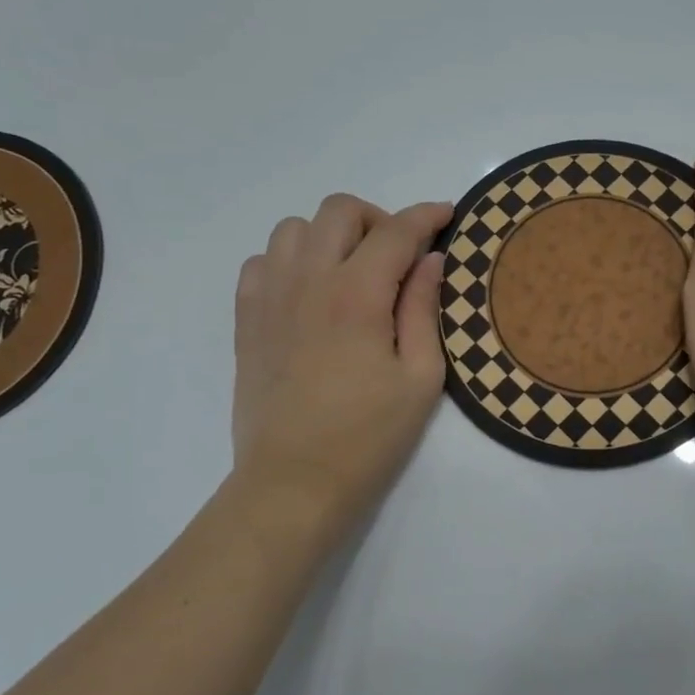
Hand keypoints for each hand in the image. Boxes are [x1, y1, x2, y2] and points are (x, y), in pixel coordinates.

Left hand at [233, 195, 451, 531]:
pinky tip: (309, 294)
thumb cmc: (368, 436)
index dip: (427, 216)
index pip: (397, 231)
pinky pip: (262, 261)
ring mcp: (269, 297)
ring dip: (330, 237)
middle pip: (340, 211)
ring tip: (351, 272)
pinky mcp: (246, 320)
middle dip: (379, 219)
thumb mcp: (419, 378)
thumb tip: (431, 260)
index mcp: (357, 295)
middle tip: (399, 257)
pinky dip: (290, 261)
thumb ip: (424, 309)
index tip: (447, 216)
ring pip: (294, 228)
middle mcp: (308, 281)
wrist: (293, 482)